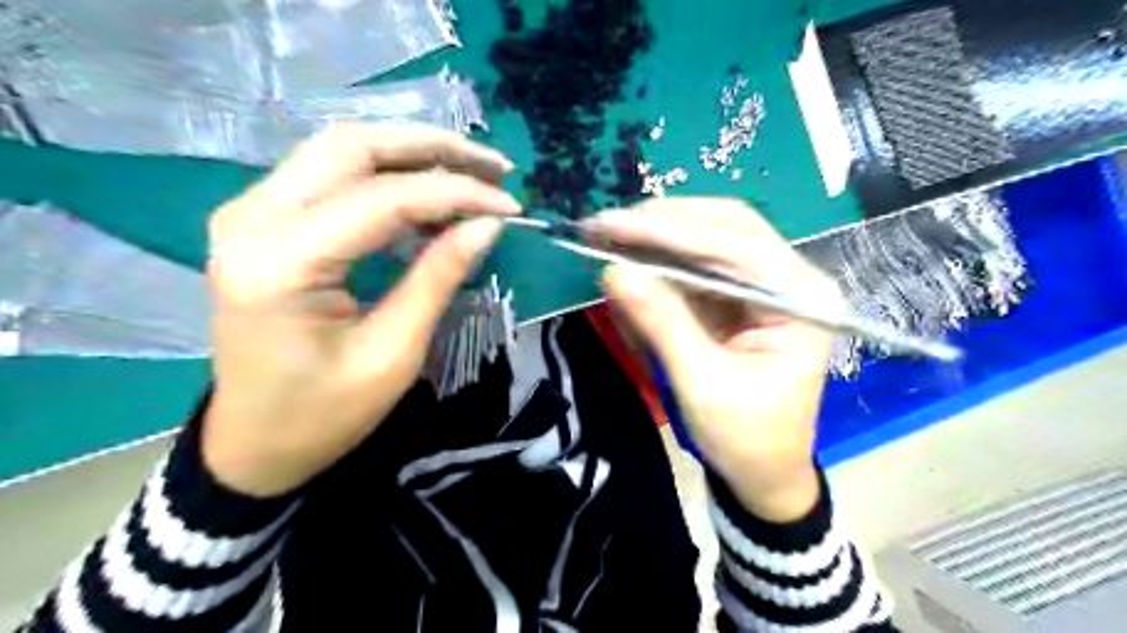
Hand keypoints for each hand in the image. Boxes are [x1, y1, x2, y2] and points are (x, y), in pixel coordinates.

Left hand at [202, 125, 518, 499]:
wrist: (254, 443)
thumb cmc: (324, 414)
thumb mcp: (393, 353)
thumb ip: (438, 278)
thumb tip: (488, 224)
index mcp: (281, 264)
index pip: (383, 199)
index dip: (456, 193)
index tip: (509, 205)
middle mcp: (252, 219)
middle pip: (353, 146)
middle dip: (433, 148)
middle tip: (494, 167)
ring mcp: (249, 213)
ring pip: (341, 149)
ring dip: (411, 153)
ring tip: (470, 171)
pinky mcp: (262, 221)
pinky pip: (331, 175)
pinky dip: (386, 175)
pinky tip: (428, 194)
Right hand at [594, 201, 839, 521]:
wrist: (764, 474)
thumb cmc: (746, 440)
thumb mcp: (702, 386)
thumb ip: (662, 325)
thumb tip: (614, 272)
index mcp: (802, 300)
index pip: (735, 246)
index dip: (670, 232)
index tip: (614, 225)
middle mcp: (790, 280)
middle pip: (727, 227)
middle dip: (665, 224)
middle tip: (607, 226)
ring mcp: (765, 285)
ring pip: (710, 239)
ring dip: (659, 237)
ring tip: (611, 237)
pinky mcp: (740, 298)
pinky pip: (698, 266)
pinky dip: (662, 263)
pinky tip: (633, 264)